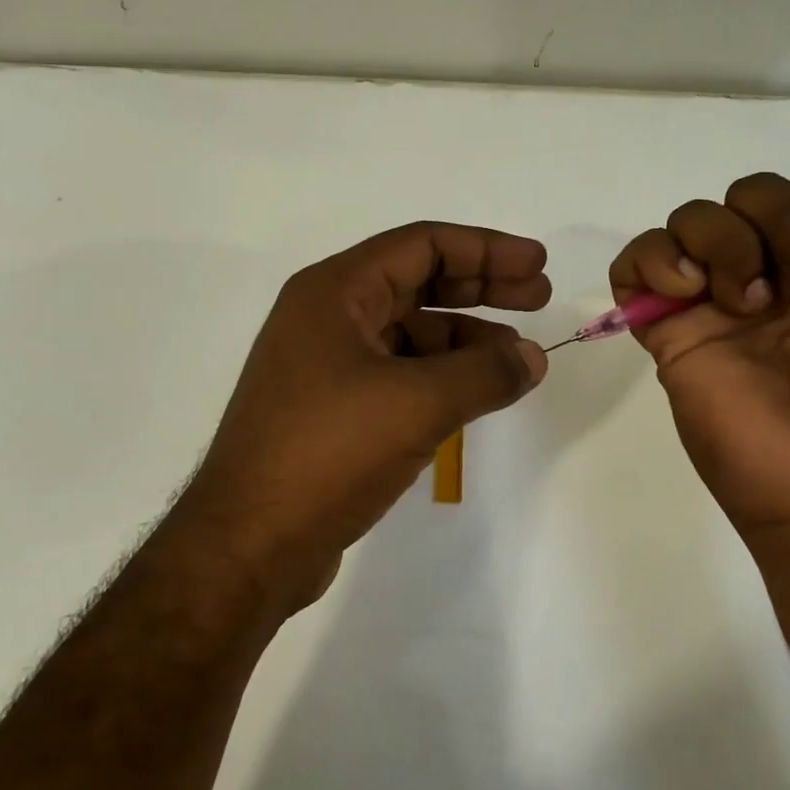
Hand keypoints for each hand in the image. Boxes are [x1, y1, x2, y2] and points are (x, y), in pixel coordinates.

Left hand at [177, 222, 550, 611]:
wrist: (250, 543)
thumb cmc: (329, 453)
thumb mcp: (417, 404)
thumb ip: (484, 373)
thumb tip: (531, 358)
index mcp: (334, 293)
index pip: (421, 246)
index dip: (485, 249)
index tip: (537, 265)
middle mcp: (325, 319)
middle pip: (416, 283)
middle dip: (481, 287)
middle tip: (539, 298)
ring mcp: (325, 367)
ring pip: (409, 335)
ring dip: (465, 340)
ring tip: (518, 359)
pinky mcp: (332, 411)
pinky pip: (398, 375)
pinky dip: (440, 378)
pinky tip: (475, 394)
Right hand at [610, 162, 789, 538]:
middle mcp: (775, 274)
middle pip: (752, 191)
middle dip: (781, 218)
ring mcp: (716, 303)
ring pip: (692, 218)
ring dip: (722, 240)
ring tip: (746, 302)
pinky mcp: (669, 332)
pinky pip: (633, 266)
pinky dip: (654, 260)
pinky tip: (689, 292)